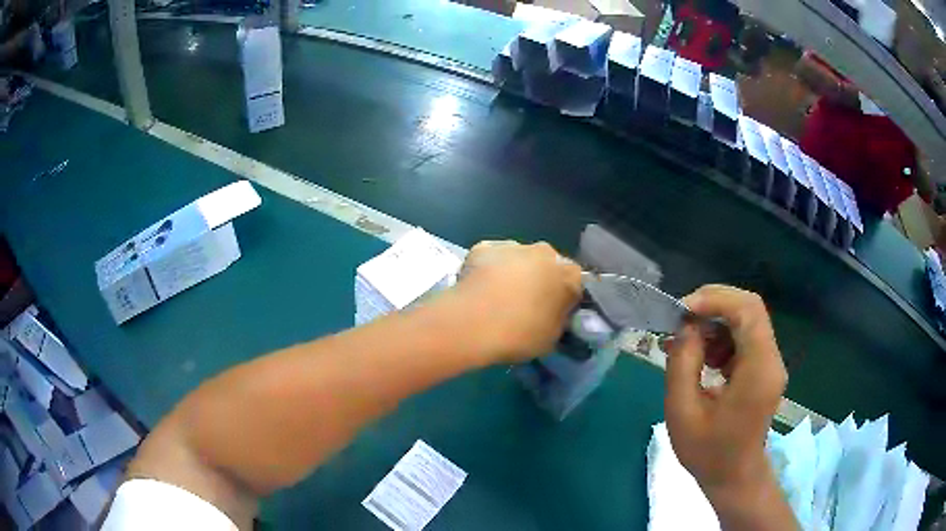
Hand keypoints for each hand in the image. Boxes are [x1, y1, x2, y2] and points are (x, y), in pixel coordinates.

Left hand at [455, 241, 581, 363]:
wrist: (473, 323)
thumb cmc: (520, 335)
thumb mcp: (552, 338)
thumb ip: (559, 320)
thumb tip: (554, 314)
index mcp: (569, 275)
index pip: (575, 283)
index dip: (564, 298)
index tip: (553, 313)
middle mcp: (546, 252)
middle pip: (547, 265)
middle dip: (540, 279)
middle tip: (526, 305)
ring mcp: (513, 246)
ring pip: (519, 258)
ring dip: (514, 272)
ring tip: (498, 298)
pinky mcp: (484, 247)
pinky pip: (492, 258)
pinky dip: (488, 269)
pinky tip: (479, 288)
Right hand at [664, 285, 786, 501]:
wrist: (734, 477)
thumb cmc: (707, 452)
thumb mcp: (682, 412)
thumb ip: (682, 363)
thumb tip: (685, 327)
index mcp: (759, 370)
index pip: (748, 310)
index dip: (715, 299)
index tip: (682, 311)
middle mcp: (772, 360)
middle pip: (749, 308)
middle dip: (713, 305)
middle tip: (681, 321)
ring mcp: (771, 363)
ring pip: (747, 319)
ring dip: (715, 322)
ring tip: (688, 346)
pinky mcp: (765, 368)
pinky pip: (745, 337)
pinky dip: (722, 337)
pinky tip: (703, 359)